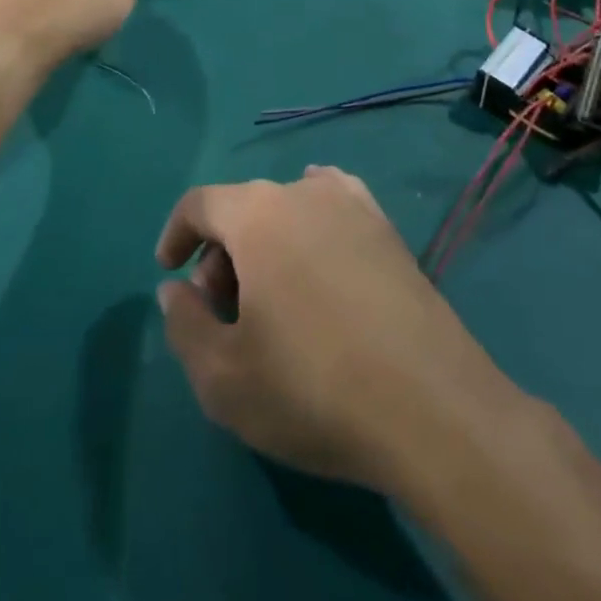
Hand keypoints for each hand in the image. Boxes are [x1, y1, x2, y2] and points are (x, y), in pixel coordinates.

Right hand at [155, 166, 511, 492]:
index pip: (200, 203)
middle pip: (244, 207)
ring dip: (266, 242)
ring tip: (273, 297)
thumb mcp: (223, 377)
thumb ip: (184, 324)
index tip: (169, 272)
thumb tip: (177, 288)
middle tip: (225, 312)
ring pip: (288, 208)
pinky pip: (336, 206)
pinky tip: (320, 249)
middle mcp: (302, 192)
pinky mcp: (388, 229)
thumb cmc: (313, 388)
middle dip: (222, 253)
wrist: (431, 407)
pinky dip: (314, 221)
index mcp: (256, 215)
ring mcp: (352, 205)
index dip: (176, 233)